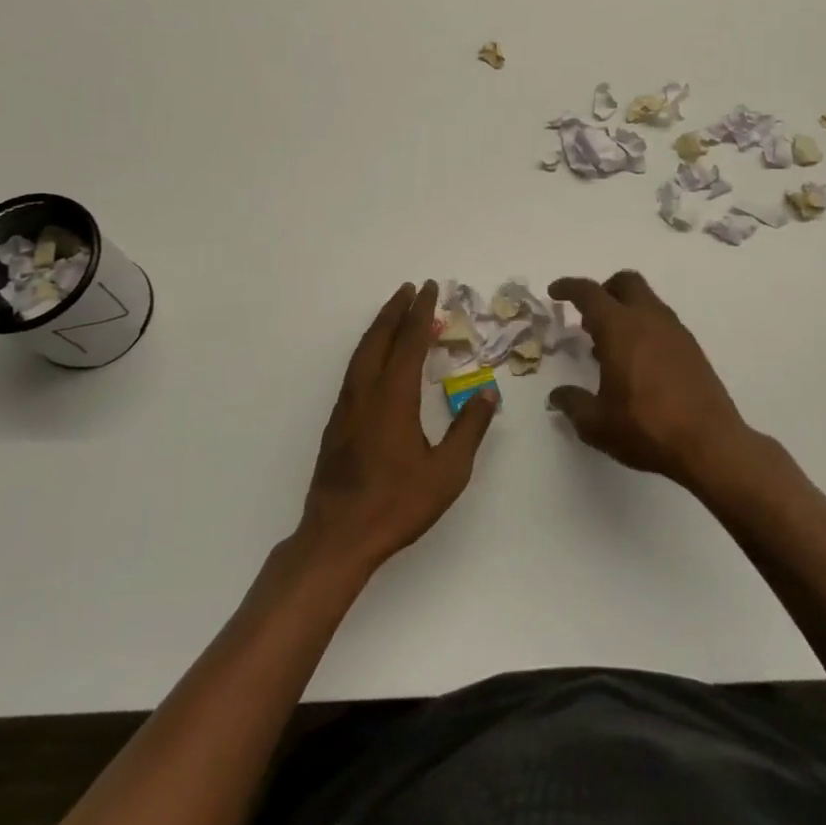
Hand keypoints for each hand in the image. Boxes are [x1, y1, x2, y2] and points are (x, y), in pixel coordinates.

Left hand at [296, 281, 496, 575]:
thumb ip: (469, 428)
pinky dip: (370, 350)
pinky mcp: (337, 422)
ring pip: (362, 353)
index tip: (429, 288)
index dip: (421, 313)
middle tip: (411, 289)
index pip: (409, 342)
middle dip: (396, 310)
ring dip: (380, 328)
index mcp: (393, 397)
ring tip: (396, 313)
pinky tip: (378, 359)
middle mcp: (366, 392)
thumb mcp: (448, 471)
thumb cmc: (397, 503)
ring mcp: (347, 407)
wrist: (338, 535)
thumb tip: (488, 391)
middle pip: (379, 338)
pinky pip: (355, 370)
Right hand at [547, 271, 757, 489]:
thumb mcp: (597, 423)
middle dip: (603, 290)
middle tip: (588, 318)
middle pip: (625, 282)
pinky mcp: (692, 349)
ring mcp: (675, 332)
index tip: (555, 292)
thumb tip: (557, 397)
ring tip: (610, 347)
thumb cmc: (646, 428)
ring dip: (625, 311)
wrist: (710, 444)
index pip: (589, 292)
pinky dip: (645, 329)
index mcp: (620, 328)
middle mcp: (649, 319)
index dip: (568, 287)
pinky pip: (662, 323)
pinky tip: (638, 364)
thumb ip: (573, 404)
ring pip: (647, 301)